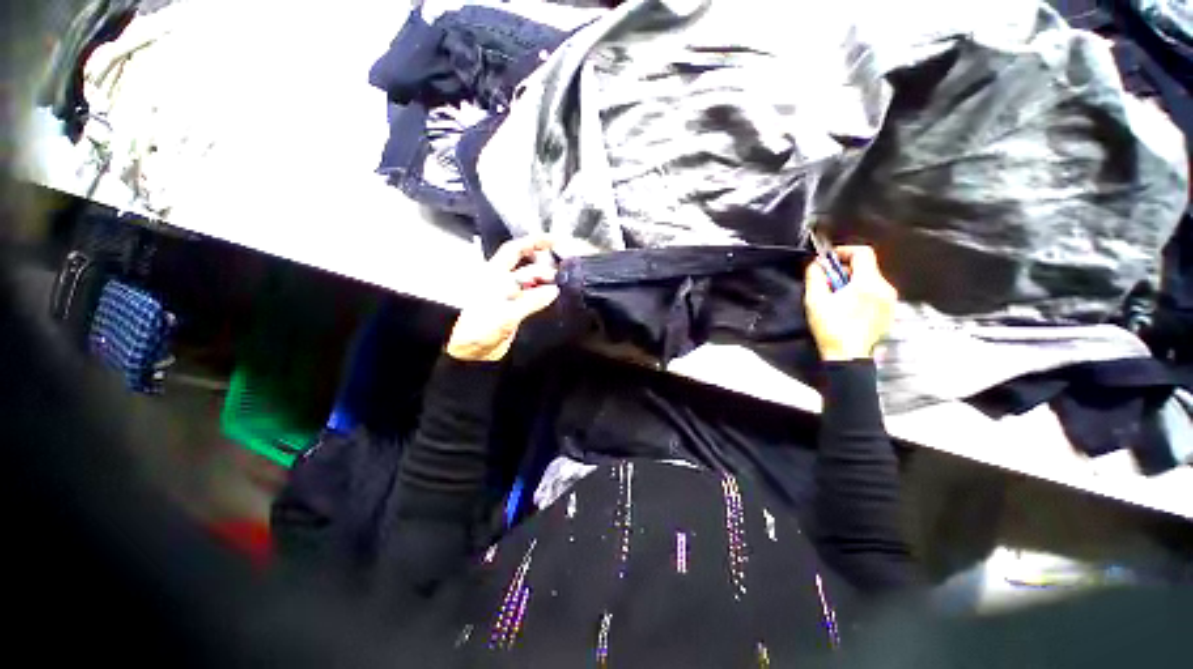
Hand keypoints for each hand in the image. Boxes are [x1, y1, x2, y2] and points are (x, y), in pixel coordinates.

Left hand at [445, 236, 560, 361]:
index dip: (534, 242)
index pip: (515, 251)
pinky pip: (533, 296)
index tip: (555, 240)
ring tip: (562, 283)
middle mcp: (502, 281)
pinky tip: (554, 296)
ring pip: (531, 281)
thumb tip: (554, 290)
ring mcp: (510, 295)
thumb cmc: (480, 330)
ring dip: (546, 280)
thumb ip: (531, 301)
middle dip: (544, 263)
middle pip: (526, 265)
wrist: (472, 352)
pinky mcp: (516, 308)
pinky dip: (544, 295)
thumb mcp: (506, 315)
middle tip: (564, 268)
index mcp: (493, 275)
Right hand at [804, 245, 897, 361]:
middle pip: (867, 267)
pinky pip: (875, 293)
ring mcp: (890, 301)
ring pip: (871, 280)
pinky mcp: (889, 312)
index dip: (843, 251)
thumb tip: (815, 263)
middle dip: (845, 270)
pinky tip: (847, 308)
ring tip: (835, 297)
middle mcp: (885, 288)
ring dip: (852, 282)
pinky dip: (861, 293)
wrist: (849, 358)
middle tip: (827, 283)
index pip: (863, 252)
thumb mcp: (815, 301)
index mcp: (869, 283)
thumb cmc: (831, 328)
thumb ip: (815, 277)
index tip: (828, 261)